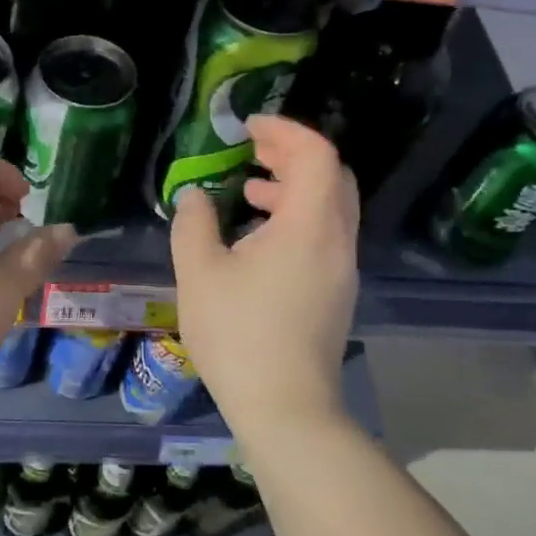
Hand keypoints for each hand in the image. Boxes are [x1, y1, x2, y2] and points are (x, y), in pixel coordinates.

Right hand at [169, 116, 357, 435]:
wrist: (286, 408)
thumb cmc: (239, 335)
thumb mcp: (199, 273)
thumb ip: (194, 224)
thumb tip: (194, 196)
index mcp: (309, 226)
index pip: (316, 154)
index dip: (285, 130)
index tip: (248, 127)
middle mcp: (336, 240)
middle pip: (331, 175)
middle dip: (292, 153)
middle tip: (252, 149)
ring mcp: (342, 268)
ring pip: (330, 207)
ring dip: (294, 186)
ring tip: (249, 190)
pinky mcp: (336, 291)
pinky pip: (325, 234)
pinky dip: (297, 217)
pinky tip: (259, 236)